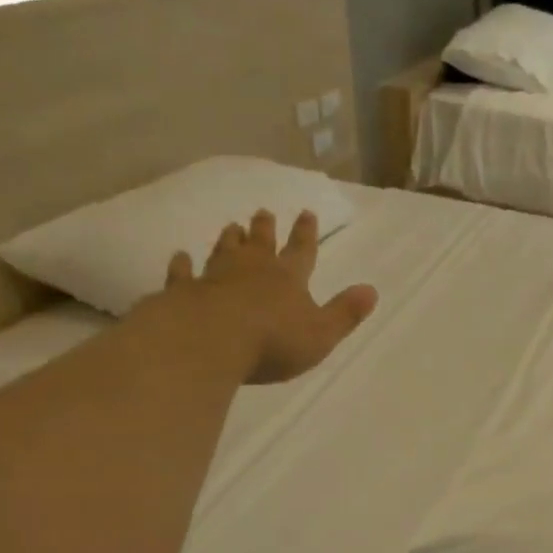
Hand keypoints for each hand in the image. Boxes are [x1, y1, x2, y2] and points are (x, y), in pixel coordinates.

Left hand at [157, 209, 378, 384]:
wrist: (210, 341)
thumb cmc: (273, 341)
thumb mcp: (322, 333)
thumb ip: (345, 313)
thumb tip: (372, 290)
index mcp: (288, 279)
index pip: (302, 251)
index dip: (306, 233)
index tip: (307, 212)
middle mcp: (252, 271)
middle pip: (261, 244)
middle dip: (265, 229)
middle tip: (263, 211)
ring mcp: (215, 278)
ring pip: (224, 252)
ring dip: (230, 240)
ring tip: (232, 226)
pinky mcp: (184, 292)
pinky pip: (183, 274)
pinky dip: (182, 265)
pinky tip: (179, 257)